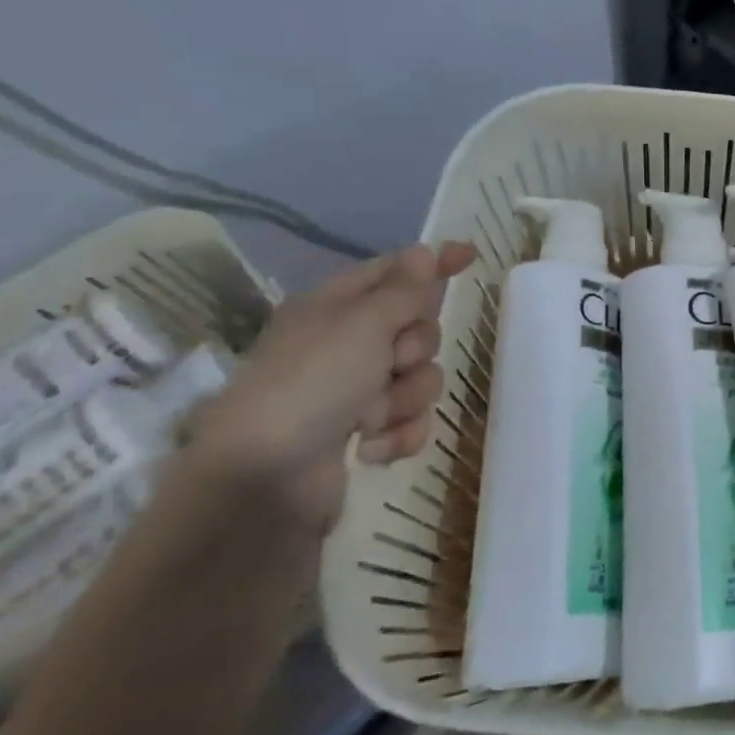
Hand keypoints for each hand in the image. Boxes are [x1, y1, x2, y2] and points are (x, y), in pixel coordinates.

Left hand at [190, 242, 476, 535]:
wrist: (262, 482)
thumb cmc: (311, 384)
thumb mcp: (362, 324)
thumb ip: (404, 290)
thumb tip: (424, 251)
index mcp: (336, 307)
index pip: (395, 271)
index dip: (432, 263)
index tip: (471, 255)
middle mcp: (348, 344)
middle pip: (419, 328)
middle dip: (416, 350)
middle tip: (391, 363)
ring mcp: (357, 391)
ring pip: (422, 377)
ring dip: (405, 398)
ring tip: (370, 418)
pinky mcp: (367, 432)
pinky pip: (413, 420)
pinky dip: (398, 434)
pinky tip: (369, 448)